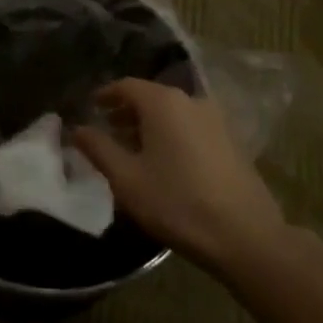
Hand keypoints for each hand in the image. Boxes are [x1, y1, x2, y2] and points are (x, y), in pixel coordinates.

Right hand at [71, 79, 286, 276]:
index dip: (105, 95)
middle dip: (126, 111)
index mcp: (164, 103)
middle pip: (151, 97)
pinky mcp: (232, 142)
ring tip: (132, 150)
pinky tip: (164, 163)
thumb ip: (99, 148)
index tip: (90, 107)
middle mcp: (192, 101)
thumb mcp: (126, 178)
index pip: (127, 86)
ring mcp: (216, 121)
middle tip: (106, 130)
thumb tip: (77, 129)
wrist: (245, 236)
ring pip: (173, 113)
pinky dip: (171, 135)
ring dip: (149, 125)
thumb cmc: (176, 202)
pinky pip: (191, 127)